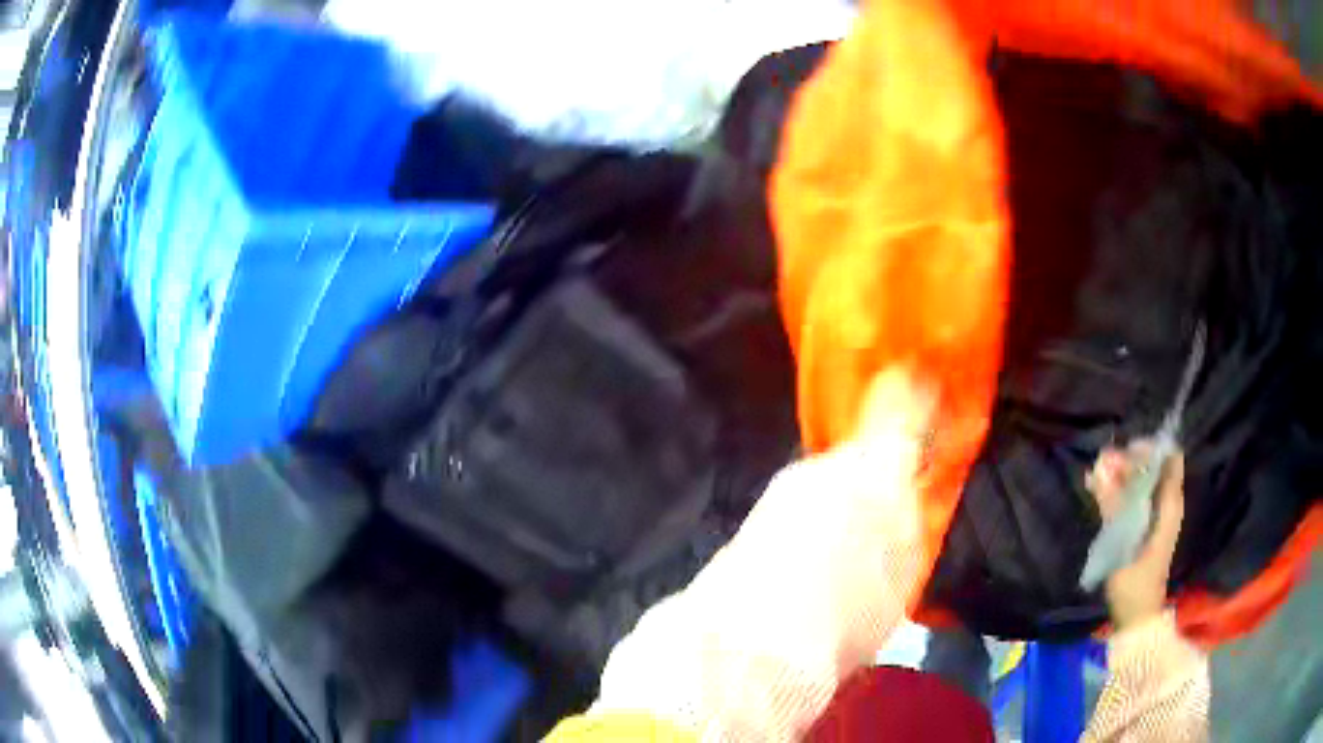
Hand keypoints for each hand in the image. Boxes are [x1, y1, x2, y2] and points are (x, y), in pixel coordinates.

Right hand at [1085, 442, 1185, 629]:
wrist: (1137, 619)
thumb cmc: (1136, 584)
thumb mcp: (1123, 545)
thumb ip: (1114, 506)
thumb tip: (1100, 467)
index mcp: (1170, 505)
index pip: (1169, 458)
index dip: (1150, 449)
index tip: (1126, 452)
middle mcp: (1166, 504)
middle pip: (1153, 466)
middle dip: (1129, 461)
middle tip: (1103, 464)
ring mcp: (1156, 516)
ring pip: (1142, 481)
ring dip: (1120, 475)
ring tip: (1097, 476)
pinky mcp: (1144, 528)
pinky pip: (1134, 498)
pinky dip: (1118, 491)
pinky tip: (1098, 491)